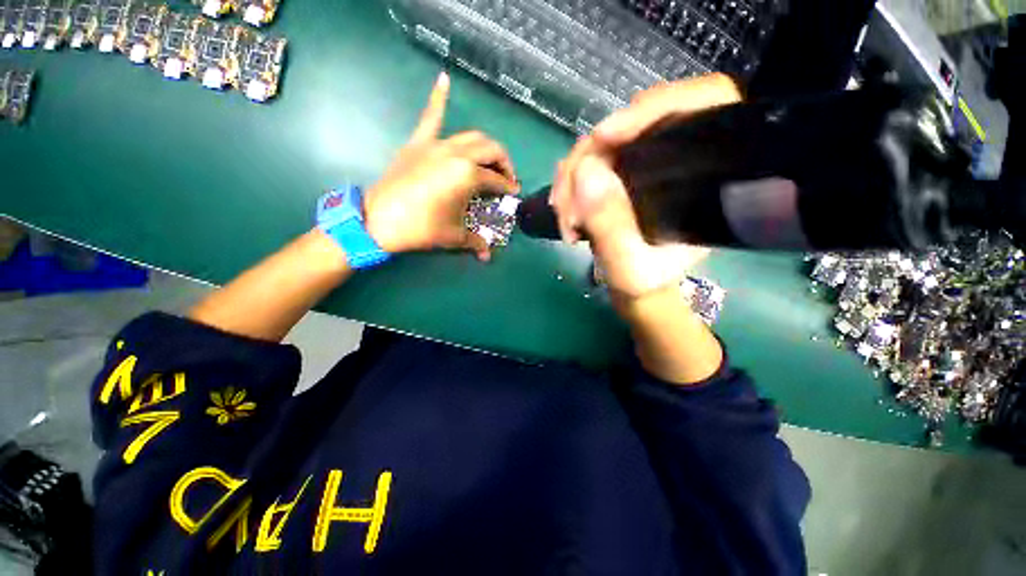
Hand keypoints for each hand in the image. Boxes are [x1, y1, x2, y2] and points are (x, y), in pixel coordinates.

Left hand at [365, 72, 519, 260]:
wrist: (379, 220)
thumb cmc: (420, 228)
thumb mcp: (453, 237)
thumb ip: (475, 243)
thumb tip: (487, 256)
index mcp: (468, 175)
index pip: (496, 180)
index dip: (508, 187)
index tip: (513, 194)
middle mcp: (457, 154)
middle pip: (491, 150)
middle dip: (504, 163)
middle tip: (506, 177)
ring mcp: (436, 145)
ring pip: (471, 136)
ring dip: (486, 145)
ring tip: (491, 158)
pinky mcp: (418, 143)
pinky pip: (430, 117)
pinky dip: (438, 98)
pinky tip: (444, 79)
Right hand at [550, 74, 740, 298]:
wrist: (636, 286)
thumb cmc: (646, 281)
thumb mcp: (629, 265)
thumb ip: (611, 226)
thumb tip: (585, 172)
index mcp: (706, 175)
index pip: (701, 103)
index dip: (653, 107)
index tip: (604, 137)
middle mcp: (678, 158)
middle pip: (634, 125)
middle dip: (588, 159)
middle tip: (563, 203)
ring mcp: (645, 163)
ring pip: (604, 145)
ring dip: (572, 177)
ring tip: (563, 216)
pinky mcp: (621, 172)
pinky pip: (590, 162)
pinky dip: (571, 183)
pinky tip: (563, 209)